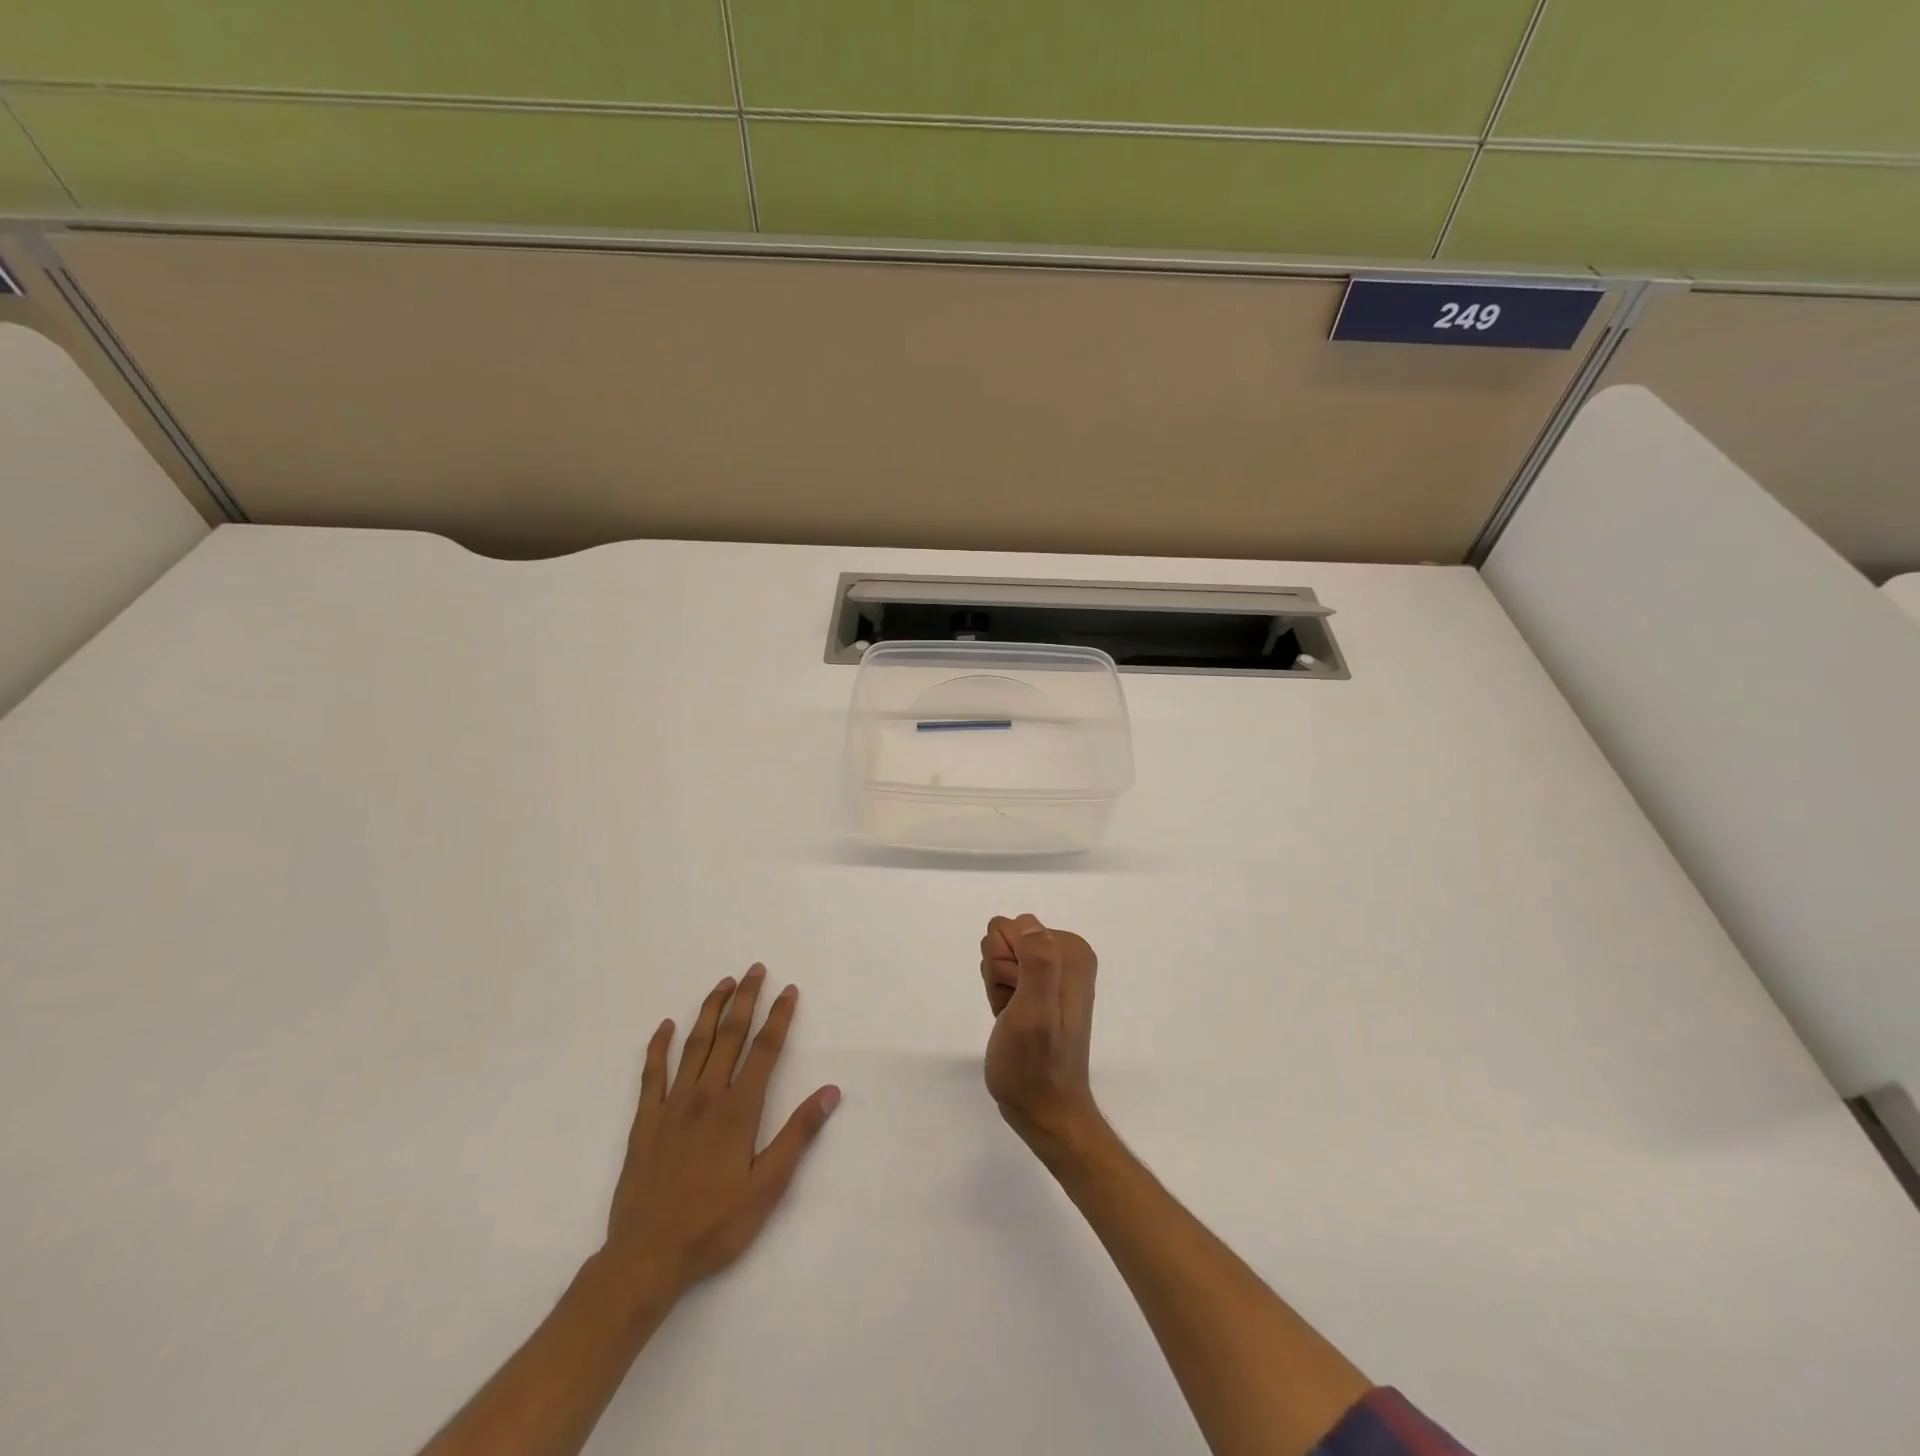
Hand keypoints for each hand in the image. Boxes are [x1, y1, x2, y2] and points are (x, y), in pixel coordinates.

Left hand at [603, 966, 839, 1298]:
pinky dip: (658, 1046)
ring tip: (723, 984)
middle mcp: (706, 1095)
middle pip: (729, 1035)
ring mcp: (672, 1105)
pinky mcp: (645, 1121)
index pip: (765, 1050)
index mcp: (738, 1109)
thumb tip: (830, 1091)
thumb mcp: (768, 1187)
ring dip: (710, 1010)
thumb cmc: (715, 1225)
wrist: (646, 1258)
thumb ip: (798, 1135)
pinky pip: (652, 1074)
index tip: (789, 990)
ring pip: (694, 1045)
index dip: (779, 1017)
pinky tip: (665, 1026)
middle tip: (755, 969)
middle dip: (745, 999)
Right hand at [980, 914, 1101, 1148]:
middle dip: (1000, 974)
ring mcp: (1051, 971)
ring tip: (1014, 1019)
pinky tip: (1011, 1020)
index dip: (1004, 965)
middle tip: (1016, 1010)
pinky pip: (1002, 973)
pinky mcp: (1038, 987)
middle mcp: (1065, 954)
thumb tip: (1030, 925)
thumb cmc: (1036, 1065)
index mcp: (1071, 951)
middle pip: (1003, 939)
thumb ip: (1037, 964)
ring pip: (998, 956)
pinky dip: (1000, 997)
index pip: (1011, 927)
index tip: (1017, 997)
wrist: (1044, 1110)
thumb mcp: (1035, 1013)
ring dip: (999, 987)